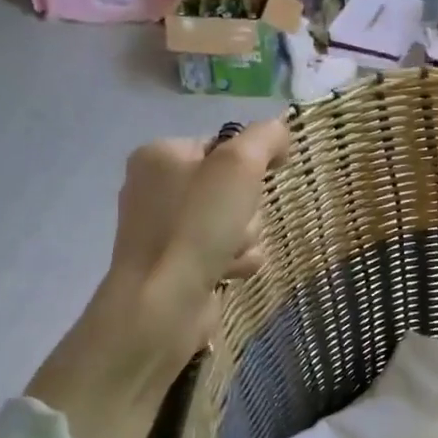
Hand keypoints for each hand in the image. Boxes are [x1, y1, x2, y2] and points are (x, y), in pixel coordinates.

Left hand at [104, 119, 290, 360]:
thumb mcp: (239, 165)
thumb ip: (266, 137)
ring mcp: (167, 231)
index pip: (223, 145)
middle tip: (235, 222)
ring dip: (246, 237)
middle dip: (247, 209)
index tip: (259, 179)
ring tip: (228, 253)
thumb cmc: (196, 225)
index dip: (248, 163)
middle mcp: (157, 189)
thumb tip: (280, 133)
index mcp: (159, 156)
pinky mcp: (180, 265)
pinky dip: (235, 261)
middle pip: (234, 187)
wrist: (163, 304)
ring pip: (237, 221)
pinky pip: (227, 252)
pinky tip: (226, 272)